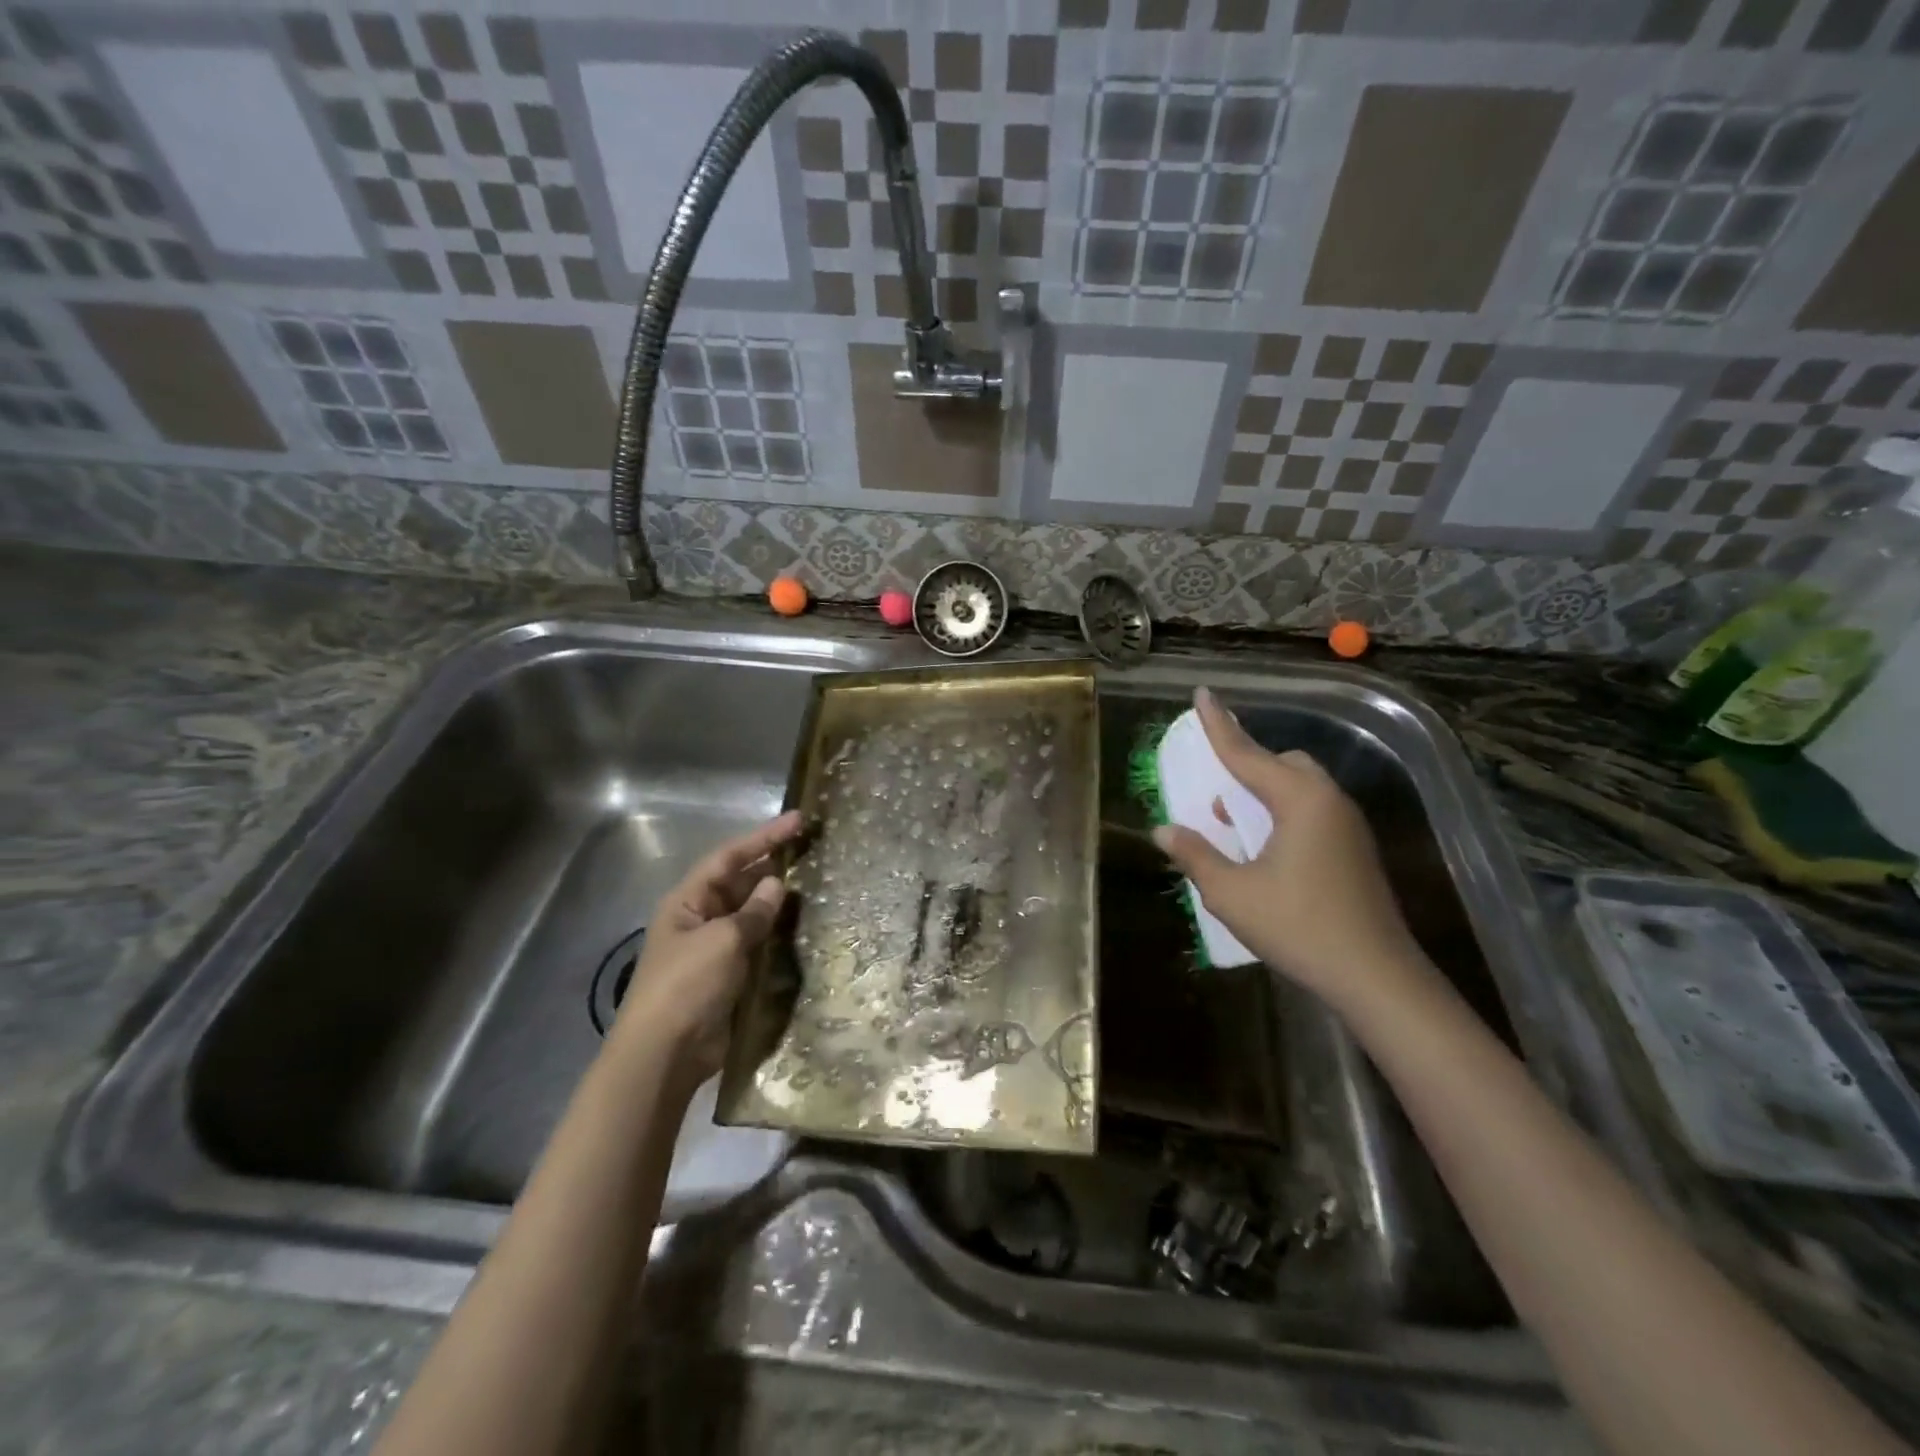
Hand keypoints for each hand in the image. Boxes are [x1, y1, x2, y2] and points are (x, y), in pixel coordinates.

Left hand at [611, 810, 803, 1086]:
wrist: (665, 1054)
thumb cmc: (686, 986)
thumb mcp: (722, 941)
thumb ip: (753, 912)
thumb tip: (776, 885)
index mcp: (688, 901)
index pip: (729, 857)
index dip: (763, 837)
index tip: (798, 820)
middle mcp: (700, 918)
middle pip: (740, 882)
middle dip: (772, 865)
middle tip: (812, 850)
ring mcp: (714, 947)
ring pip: (751, 912)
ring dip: (778, 901)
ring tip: (815, 884)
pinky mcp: (728, 975)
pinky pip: (757, 942)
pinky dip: (777, 933)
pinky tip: (803, 927)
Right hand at [1152, 689, 1431, 1015]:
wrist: (1376, 977)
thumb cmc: (1298, 927)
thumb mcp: (1232, 893)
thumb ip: (1196, 855)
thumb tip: (1164, 830)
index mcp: (1299, 800)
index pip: (1247, 753)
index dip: (1219, 725)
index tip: (1202, 693)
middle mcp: (1328, 801)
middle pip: (1283, 763)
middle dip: (1248, 763)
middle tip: (1216, 780)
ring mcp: (1348, 826)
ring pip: (1300, 787)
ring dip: (1264, 791)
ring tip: (1232, 817)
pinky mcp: (1355, 850)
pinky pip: (1312, 810)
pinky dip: (1282, 812)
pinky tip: (1264, 846)